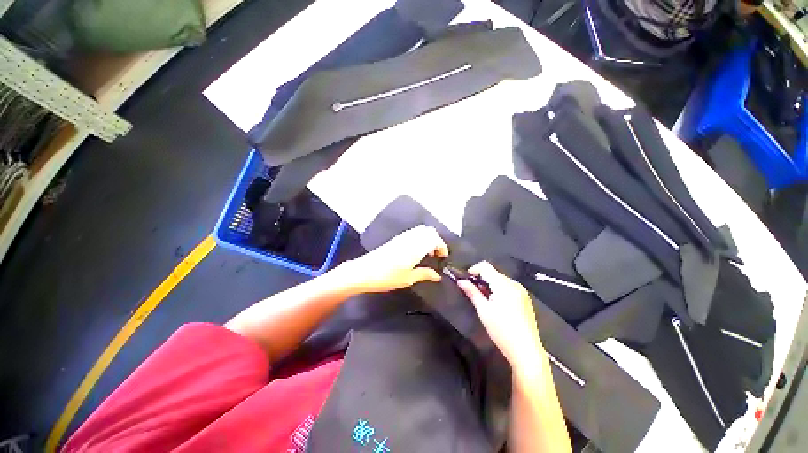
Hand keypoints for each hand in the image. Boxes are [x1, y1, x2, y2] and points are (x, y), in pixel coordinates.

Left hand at [341, 225, 448, 293]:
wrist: (363, 272)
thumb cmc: (386, 277)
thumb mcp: (408, 278)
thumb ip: (424, 274)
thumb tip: (437, 275)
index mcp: (415, 247)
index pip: (434, 238)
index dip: (442, 245)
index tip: (443, 256)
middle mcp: (410, 238)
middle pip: (428, 230)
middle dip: (436, 240)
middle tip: (436, 254)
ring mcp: (401, 237)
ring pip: (420, 231)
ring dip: (427, 238)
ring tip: (427, 253)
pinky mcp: (395, 240)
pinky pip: (412, 234)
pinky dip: (419, 239)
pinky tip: (415, 252)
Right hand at [457, 262, 543, 371]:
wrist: (526, 351)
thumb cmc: (502, 331)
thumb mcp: (483, 310)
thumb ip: (472, 292)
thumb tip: (460, 281)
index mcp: (504, 285)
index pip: (485, 266)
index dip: (473, 270)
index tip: (465, 280)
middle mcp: (514, 284)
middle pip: (493, 273)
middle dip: (480, 279)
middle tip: (472, 291)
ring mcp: (521, 291)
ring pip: (500, 280)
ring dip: (489, 284)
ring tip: (482, 299)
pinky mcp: (525, 299)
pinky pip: (508, 287)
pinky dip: (498, 290)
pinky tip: (495, 303)